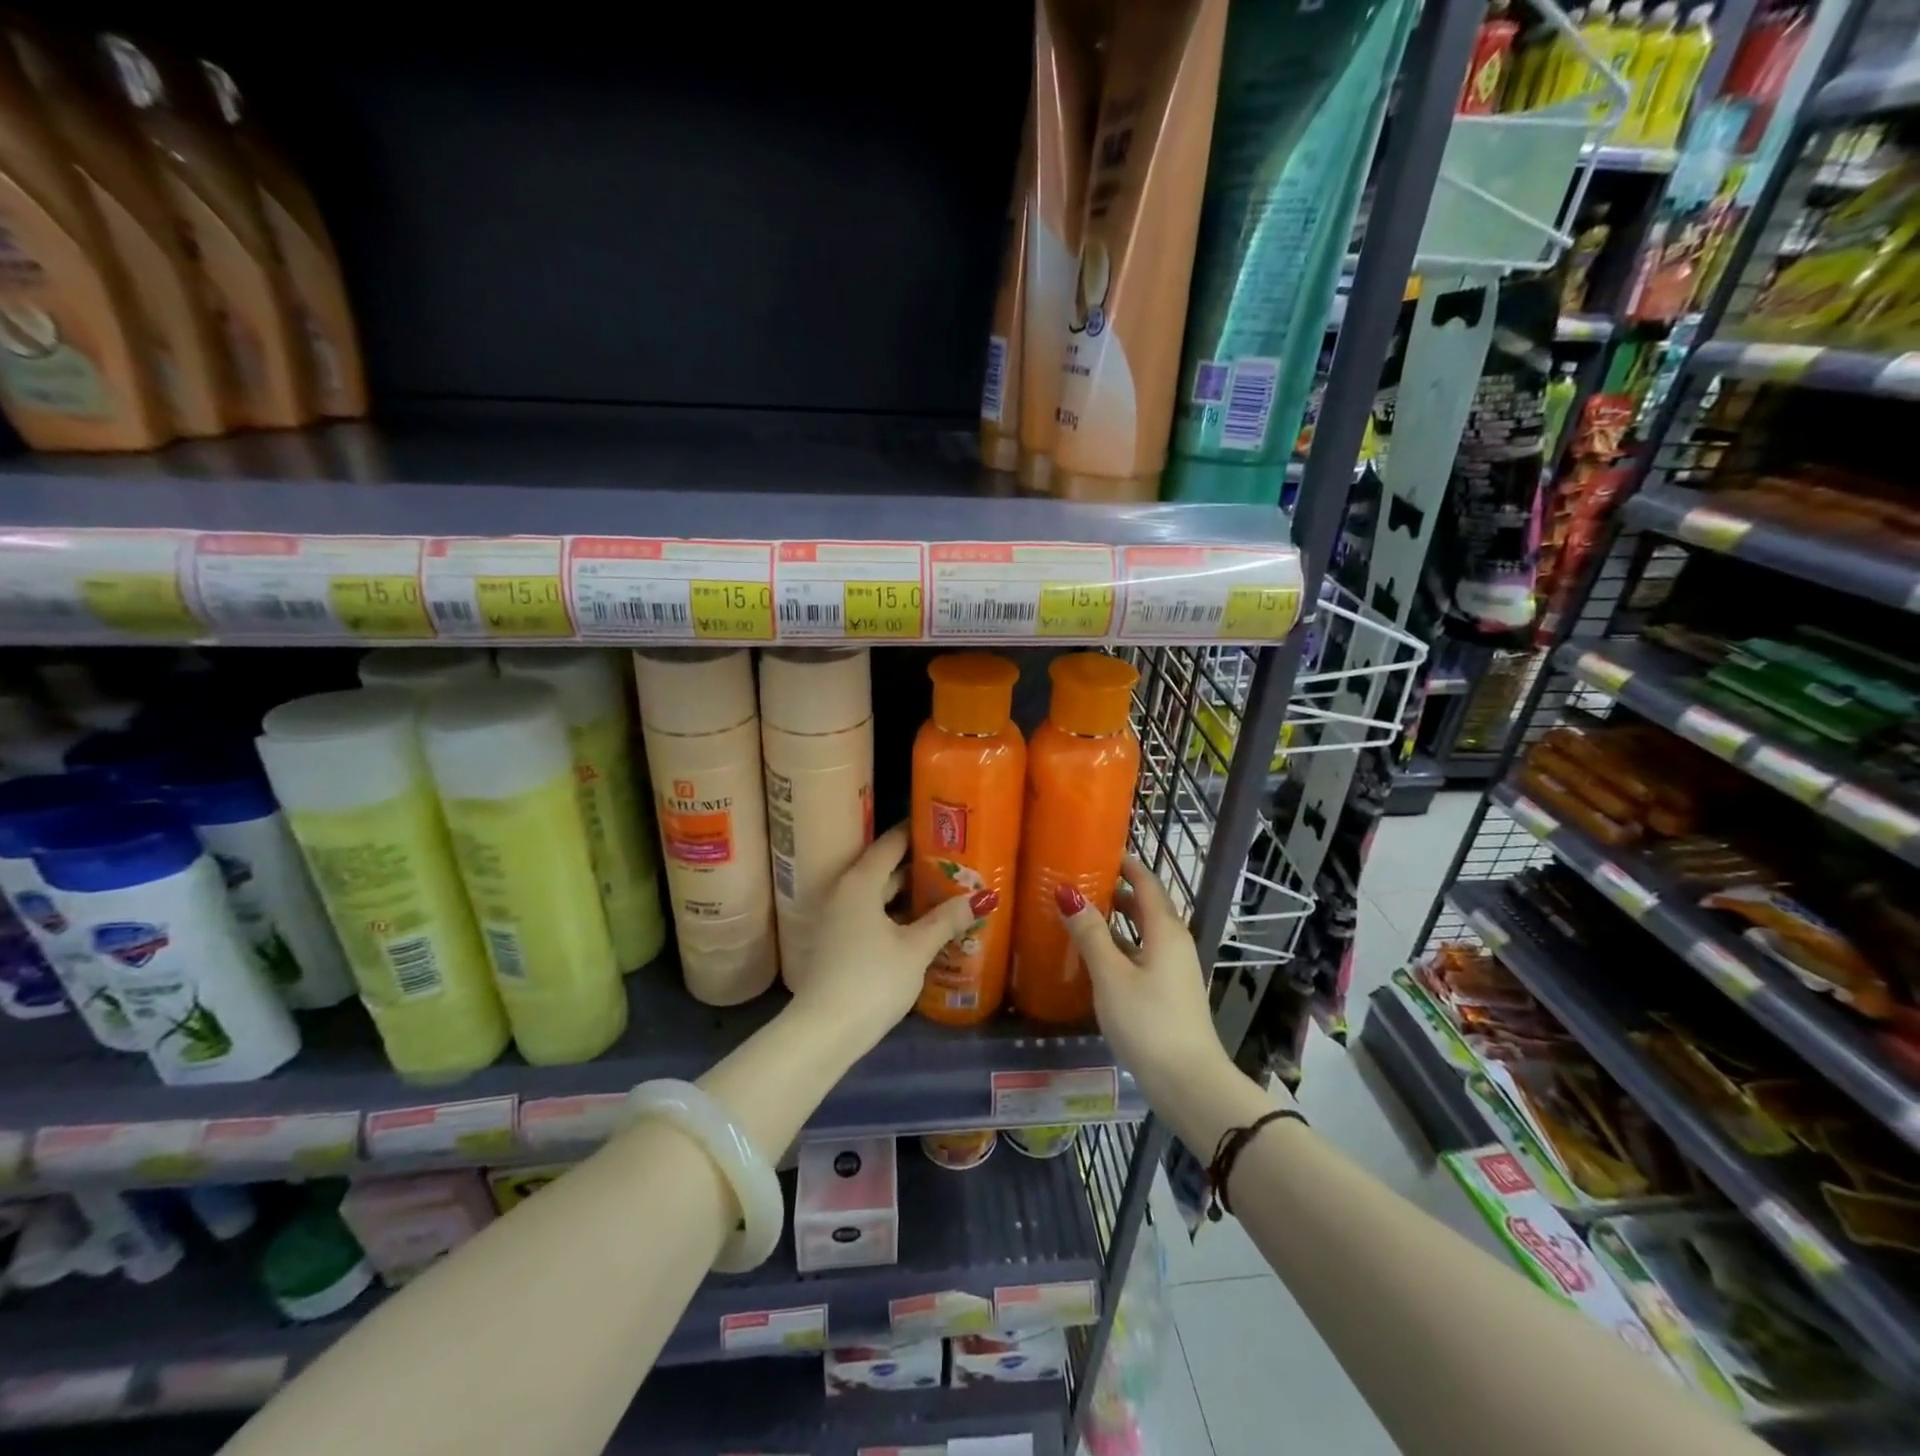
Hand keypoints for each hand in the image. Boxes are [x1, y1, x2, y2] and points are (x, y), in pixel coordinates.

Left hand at [790, 823, 987, 1049]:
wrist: (824, 1031)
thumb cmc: (872, 980)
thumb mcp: (915, 949)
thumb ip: (945, 920)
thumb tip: (977, 899)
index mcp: (860, 882)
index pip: (891, 843)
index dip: (917, 831)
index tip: (943, 824)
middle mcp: (845, 892)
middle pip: (885, 868)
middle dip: (919, 866)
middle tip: (956, 861)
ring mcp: (839, 918)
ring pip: (880, 895)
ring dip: (909, 894)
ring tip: (947, 891)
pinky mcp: (839, 942)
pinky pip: (873, 915)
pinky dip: (897, 915)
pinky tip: (923, 925)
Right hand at [1058, 856, 1234, 1106]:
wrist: (1189, 1082)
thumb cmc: (1148, 1022)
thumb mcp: (1111, 975)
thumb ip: (1090, 933)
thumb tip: (1067, 892)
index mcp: (1165, 929)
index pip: (1145, 882)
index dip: (1123, 864)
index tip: (1094, 851)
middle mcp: (1174, 942)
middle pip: (1145, 905)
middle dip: (1115, 890)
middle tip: (1077, 882)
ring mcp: (1173, 969)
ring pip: (1143, 932)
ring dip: (1115, 920)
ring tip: (1079, 915)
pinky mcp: (1168, 992)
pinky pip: (1142, 954)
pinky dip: (1120, 945)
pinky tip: (1094, 957)